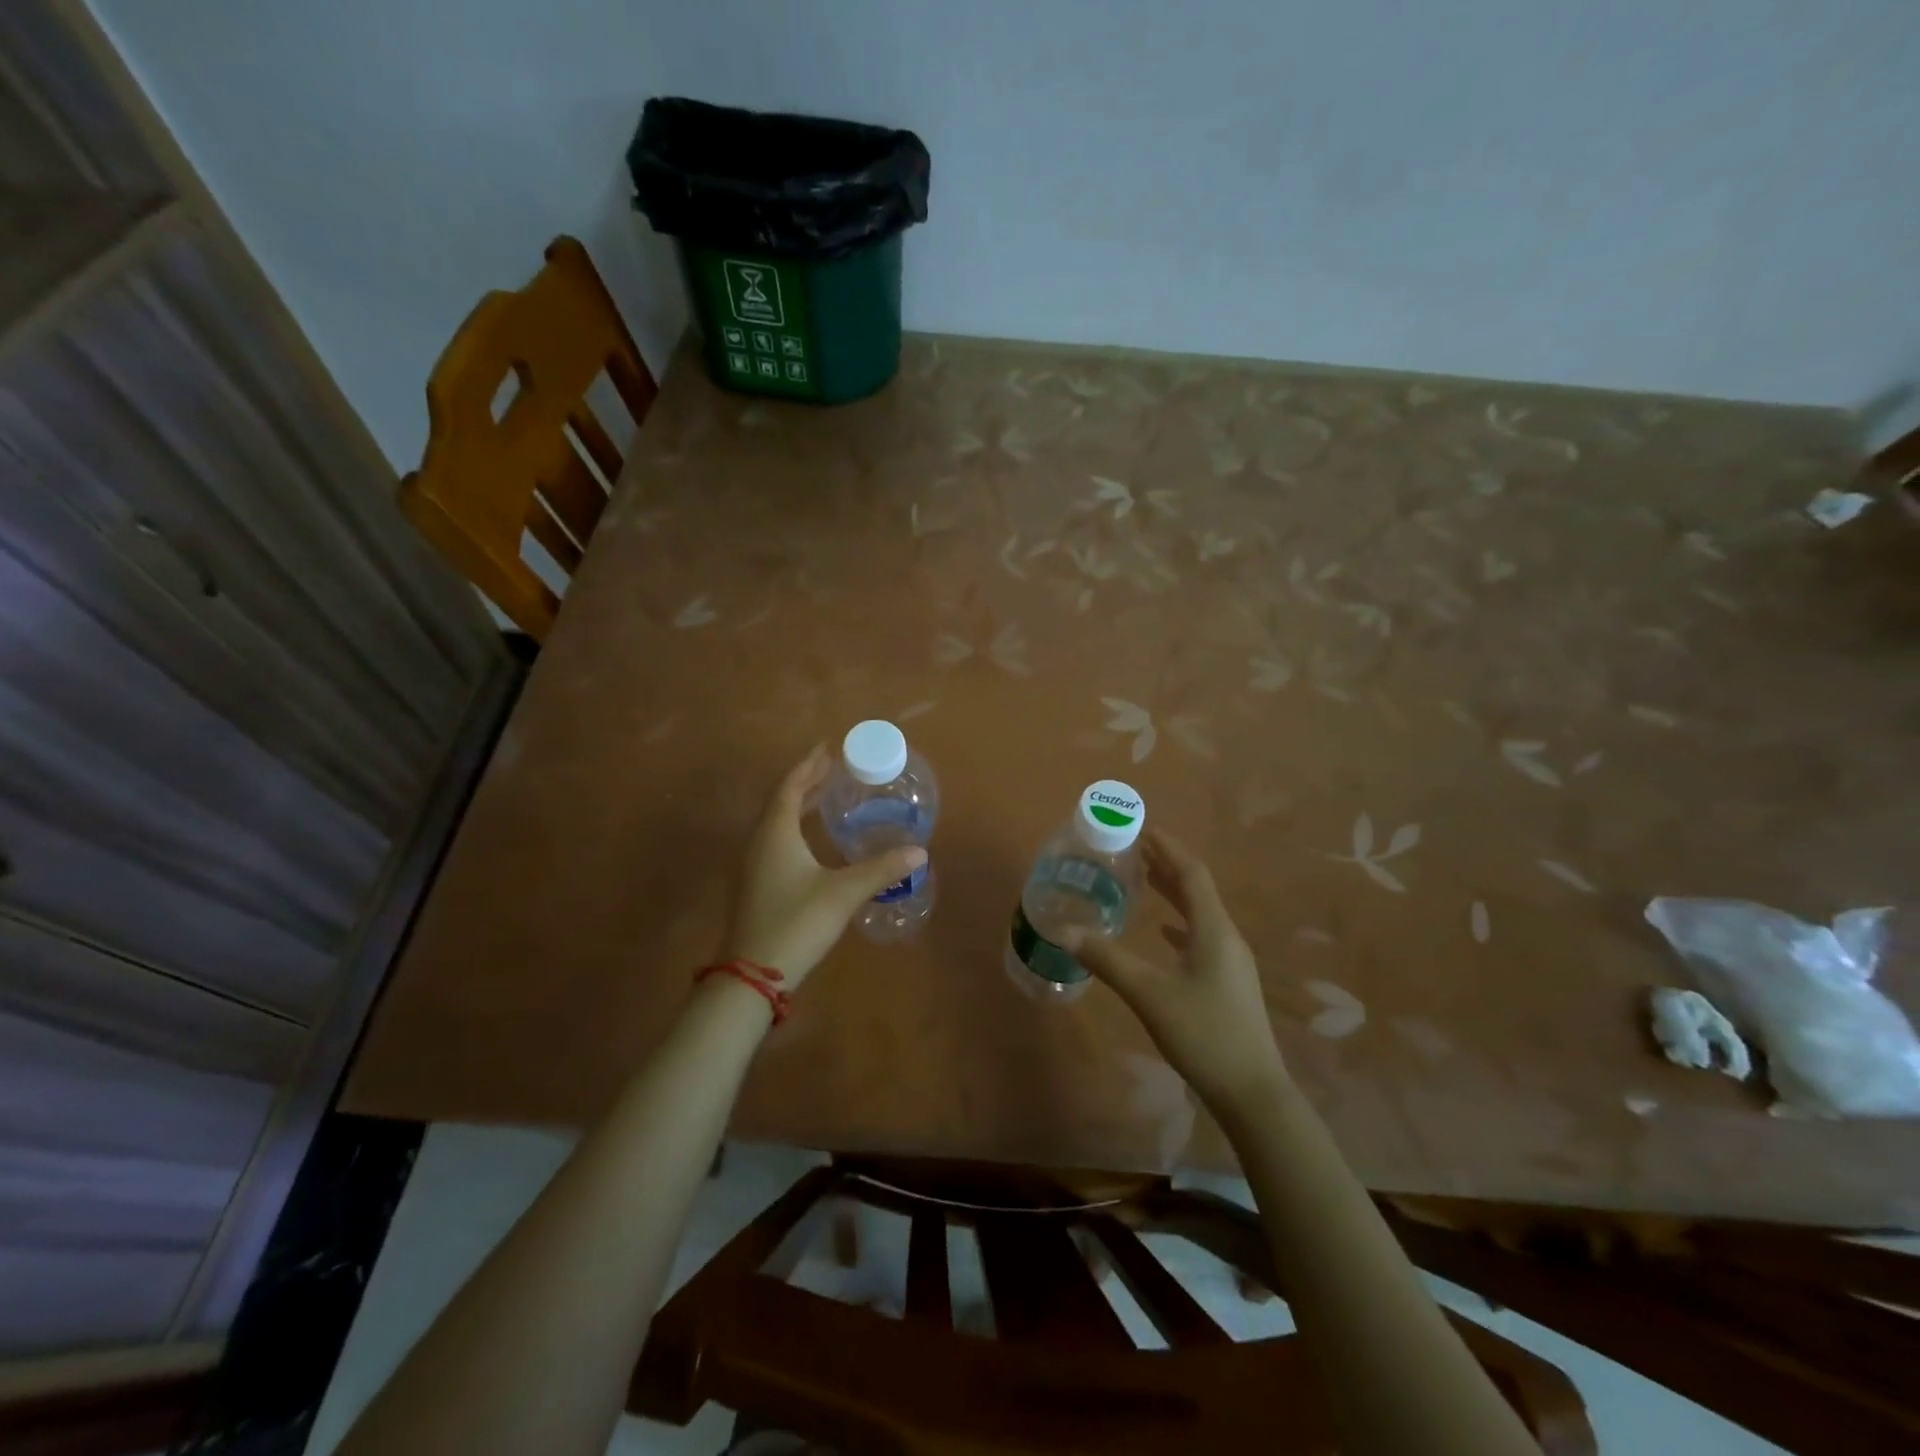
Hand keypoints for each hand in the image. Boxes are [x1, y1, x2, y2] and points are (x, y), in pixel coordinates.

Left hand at [720, 745, 926, 987]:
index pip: (790, 787)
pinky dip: (795, 827)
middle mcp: (760, 842)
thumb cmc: (796, 923)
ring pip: (776, 822)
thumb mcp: (843, 893)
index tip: (827, 749)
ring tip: (826, 797)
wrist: (753, 975)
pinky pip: (776, 840)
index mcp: (776, 833)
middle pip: (781, 801)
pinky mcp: (757, 884)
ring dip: (799, 805)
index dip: (808, 766)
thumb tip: (919, 851)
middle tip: (832, 770)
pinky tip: (813, 841)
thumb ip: (881, 870)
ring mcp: (755, 864)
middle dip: (806, 782)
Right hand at [1066, 831, 1287, 1117]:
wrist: (1253, 1094)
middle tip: (1136, 849)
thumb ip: (1108, 960)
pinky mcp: (1228, 983)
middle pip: (1198, 889)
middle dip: (1168, 865)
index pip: (1192, 874)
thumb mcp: (1149, 995)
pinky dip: (1180, 924)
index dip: (1169, 848)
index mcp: (1213, 930)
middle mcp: (1226, 938)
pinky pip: (1202, 937)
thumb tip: (1065, 930)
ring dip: (1174, 893)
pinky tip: (1165, 933)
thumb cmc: (1203, 1035)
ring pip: (1200, 914)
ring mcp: (1231, 962)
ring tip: (1145, 879)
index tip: (1143, 829)